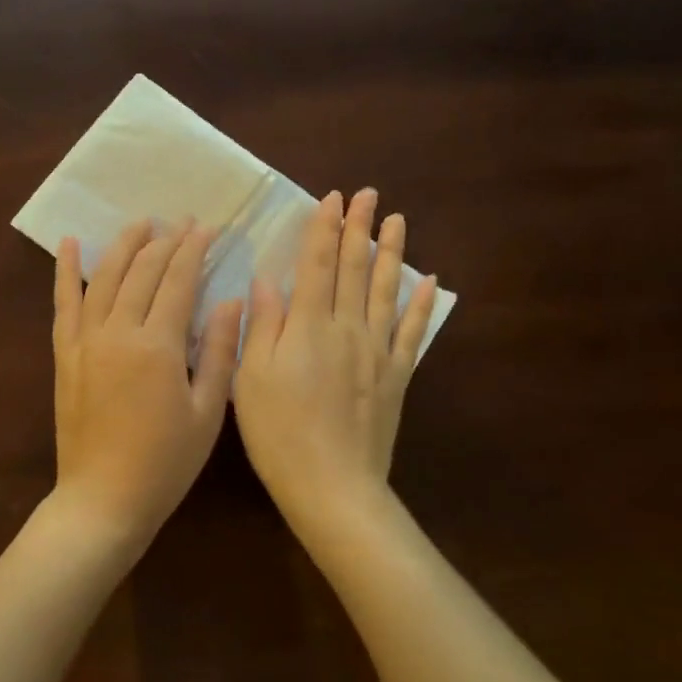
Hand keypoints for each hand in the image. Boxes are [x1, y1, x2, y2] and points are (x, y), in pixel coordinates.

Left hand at [52, 219, 244, 549]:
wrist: (103, 499)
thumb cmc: (165, 462)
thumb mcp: (207, 411)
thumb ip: (217, 351)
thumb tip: (231, 300)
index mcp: (157, 345)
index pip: (178, 280)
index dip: (194, 250)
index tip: (207, 227)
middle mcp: (118, 331)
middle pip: (142, 270)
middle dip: (165, 240)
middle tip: (182, 221)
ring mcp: (86, 340)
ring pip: (104, 276)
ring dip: (124, 244)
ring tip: (141, 222)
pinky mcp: (65, 353)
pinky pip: (63, 303)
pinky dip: (65, 270)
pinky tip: (68, 242)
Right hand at [232, 189, 438, 529]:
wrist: (333, 487)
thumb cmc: (280, 433)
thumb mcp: (252, 378)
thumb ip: (264, 325)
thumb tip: (268, 279)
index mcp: (308, 326)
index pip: (317, 264)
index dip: (324, 228)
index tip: (333, 198)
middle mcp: (347, 328)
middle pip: (355, 268)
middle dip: (360, 228)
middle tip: (369, 194)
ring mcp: (377, 351)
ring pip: (386, 290)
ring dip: (392, 253)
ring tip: (398, 221)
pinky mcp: (396, 376)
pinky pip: (412, 332)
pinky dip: (421, 305)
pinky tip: (429, 282)